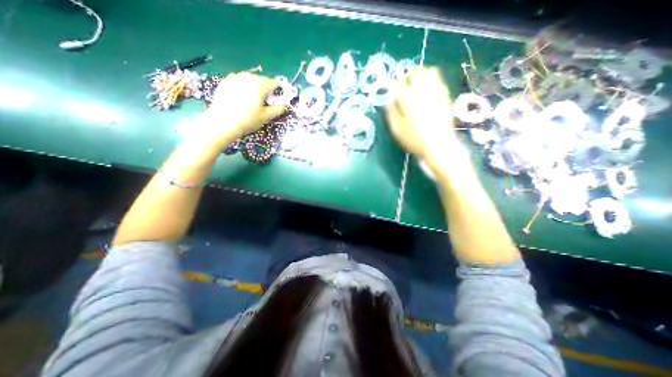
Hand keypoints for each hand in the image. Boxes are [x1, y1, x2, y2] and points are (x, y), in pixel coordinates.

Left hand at [198, 70, 285, 145]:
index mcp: (260, 84)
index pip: (274, 83)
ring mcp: (235, 77)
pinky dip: (242, 88)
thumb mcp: (266, 117)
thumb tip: (284, 104)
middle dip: (264, 90)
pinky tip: (239, 99)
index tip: (273, 102)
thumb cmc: (248, 120)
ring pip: (250, 80)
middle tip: (261, 104)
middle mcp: (248, 77)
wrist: (222, 122)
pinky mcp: (225, 81)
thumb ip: (278, 109)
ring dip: (253, 88)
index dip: (276, 92)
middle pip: (262, 80)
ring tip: (250, 102)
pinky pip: (239, 82)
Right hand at [386, 67, 465, 160]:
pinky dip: (431, 83)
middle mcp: (423, 90)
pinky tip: (427, 94)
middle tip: (403, 86)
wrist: (439, 144)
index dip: (392, 85)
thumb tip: (389, 101)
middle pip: (416, 72)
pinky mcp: (445, 97)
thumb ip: (391, 113)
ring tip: (415, 87)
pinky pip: (439, 82)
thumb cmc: (415, 138)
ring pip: (430, 72)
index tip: (389, 90)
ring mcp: (437, 92)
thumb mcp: (397, 129)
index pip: (397, 85)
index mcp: (409, 98)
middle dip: (407, 76)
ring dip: (420, 76)